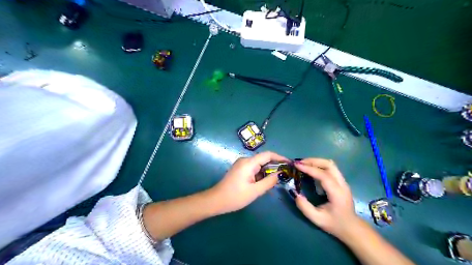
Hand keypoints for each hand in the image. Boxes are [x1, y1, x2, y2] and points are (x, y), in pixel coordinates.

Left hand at [209, 151, 289, 214]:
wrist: (216, 200)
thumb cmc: (235, 196)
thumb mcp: (255, 191)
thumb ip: (269, 181)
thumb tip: (280, 174)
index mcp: (249, 163)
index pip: (268, 155)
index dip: (280, 157)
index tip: (289, 163)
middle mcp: (245, 160)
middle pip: (263, 159)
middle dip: (274, 167)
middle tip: (284, 176)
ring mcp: (241, 164)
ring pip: (259, 165)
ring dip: (267, 172)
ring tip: (274, 183)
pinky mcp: (239, 169)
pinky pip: (253, 169)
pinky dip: (260, 174)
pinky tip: (263, 183)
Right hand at [294, 159, 359, 238]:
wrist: (351, 227)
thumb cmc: (334, 224)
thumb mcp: (317, 219)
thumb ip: (305, 207)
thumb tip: (295, 193)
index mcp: (337, 193)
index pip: (324, 175)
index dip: (310, 168)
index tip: (297, 165)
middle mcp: (342, 184)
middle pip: (329, 165)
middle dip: (313, 161)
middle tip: (299, 163)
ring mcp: (343, 181)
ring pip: (331, 164)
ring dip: (316, 161)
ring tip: (304, 164)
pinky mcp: (341, 181)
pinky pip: (331, 168)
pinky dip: (320, 165)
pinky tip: (311, 169)